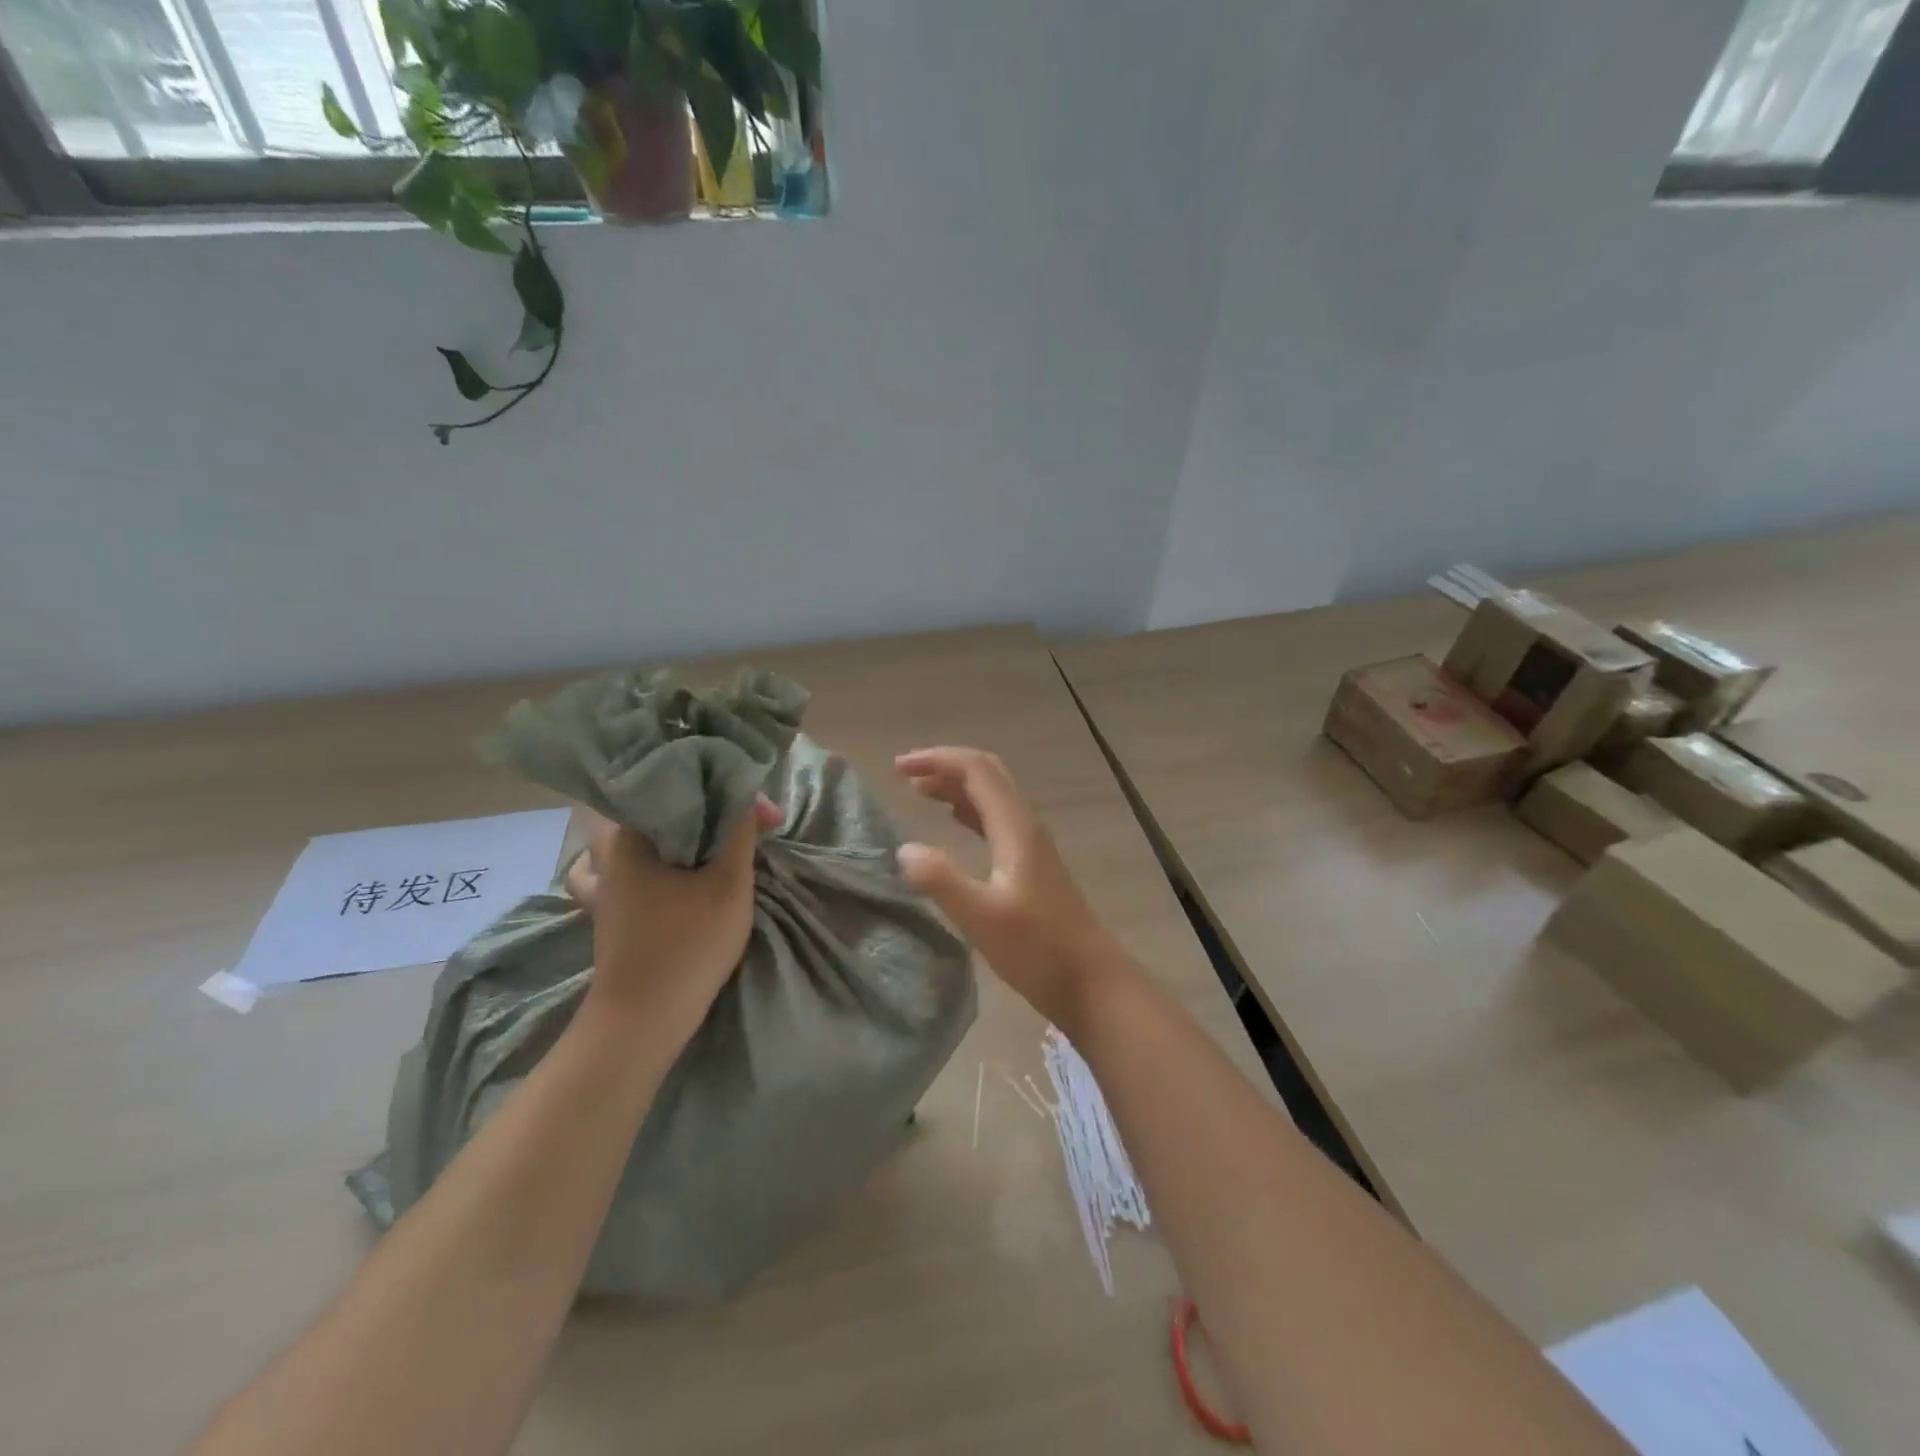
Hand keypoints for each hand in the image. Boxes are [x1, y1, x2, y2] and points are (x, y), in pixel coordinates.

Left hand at [566, 795, 783, 1043]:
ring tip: (702, 835)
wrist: (642, 1019)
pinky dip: (638, 859)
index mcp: (631, 832)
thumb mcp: (729, 883)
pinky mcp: (605, 908)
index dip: (731, 792)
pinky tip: (660, 868)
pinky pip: (616, 867)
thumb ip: (740, 833)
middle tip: (742, 820)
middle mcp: (607, 849)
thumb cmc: (688, 945)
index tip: (766, 816)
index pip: (684, 787)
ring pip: (632, 835)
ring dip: (668, 830)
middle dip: (704, 807)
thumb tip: (749, 799)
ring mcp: (601, 881)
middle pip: (656, 806)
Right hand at [895, 747, 1113, 1028]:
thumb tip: (904, 848)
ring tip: (919, 791)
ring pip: (991, 797)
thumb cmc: (1038, 950)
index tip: (898, 767)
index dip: (937, 759)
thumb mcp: (982, 917)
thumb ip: (941, 880)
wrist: (1091, 983)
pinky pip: (995, 821)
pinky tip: (953, 822)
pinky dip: (969, 811)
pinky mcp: (1030, 866)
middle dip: (945, 766)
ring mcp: (1031, 846)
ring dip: (956, 786)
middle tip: (905, 774)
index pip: (976, 770)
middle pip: (986, 775)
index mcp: (1016, 828)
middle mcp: (1025, 826)